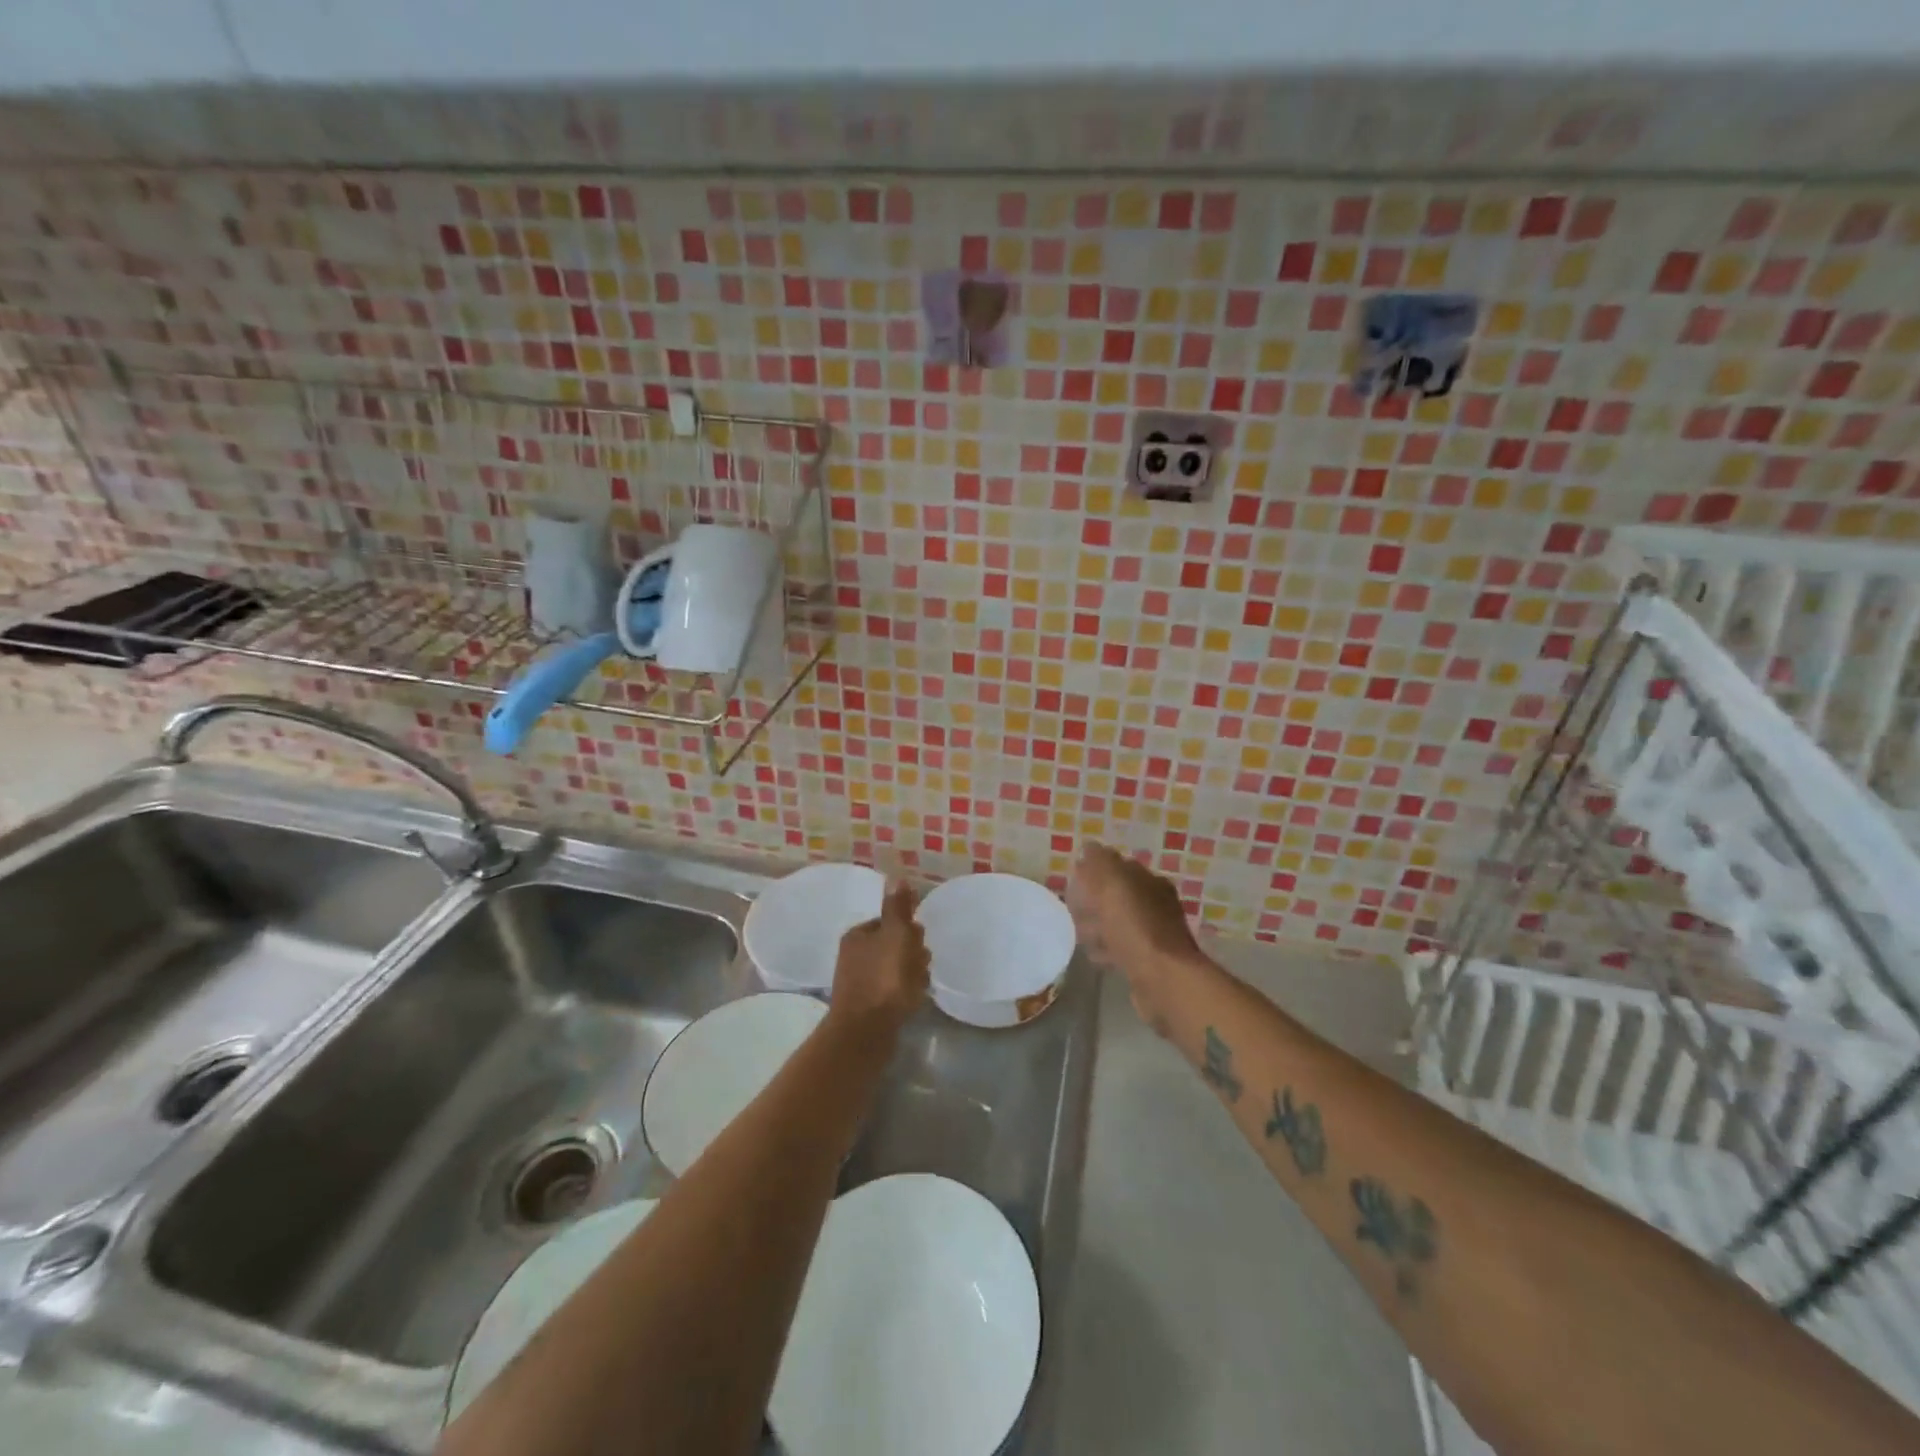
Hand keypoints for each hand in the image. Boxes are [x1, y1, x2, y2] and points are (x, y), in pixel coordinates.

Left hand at [828, 880, 929, 1038]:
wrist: (866, 1032)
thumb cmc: (883, 978)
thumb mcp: (895, 935)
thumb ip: (898, 908)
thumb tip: (897, 877)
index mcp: (857, 935)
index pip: (891, 922)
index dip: (909, 930)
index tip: (918, 942)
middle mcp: (854, 955)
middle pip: (895, 945)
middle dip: (913, 953)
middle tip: (919, 965)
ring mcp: (860, 982)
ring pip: (897, 968)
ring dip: (913, 973)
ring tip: (917, 986)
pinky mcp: (868, 1006)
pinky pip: (894, 991)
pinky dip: (906, 992)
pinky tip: (913, 1000)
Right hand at [1069, 843, 1201, 1034]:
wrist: (1163, 980)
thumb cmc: (1136, 927)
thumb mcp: (1113, 885)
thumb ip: (1100, 862)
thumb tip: (1089, 847)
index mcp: (1150, 882)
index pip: (1119, 866)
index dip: (1094, 871)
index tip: (1073, 880)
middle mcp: (1156, 905)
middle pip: (1118, 896)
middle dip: (1093, 900)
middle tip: (1072, 908)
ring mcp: (1154, 935)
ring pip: (1118, 923)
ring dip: (1098, 926)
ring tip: (1078, 933)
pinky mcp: (1148, 963)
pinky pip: (1121, 948)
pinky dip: (1106, 948)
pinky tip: (1094, 955)